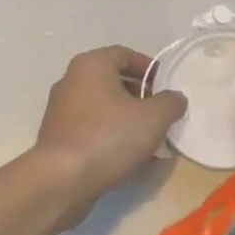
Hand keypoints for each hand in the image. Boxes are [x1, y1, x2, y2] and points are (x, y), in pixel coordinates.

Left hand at [31, 46, 186, 229]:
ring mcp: (61, 112)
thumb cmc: (109, 137)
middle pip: (114, 83)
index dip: (149, 69)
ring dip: (129, 124)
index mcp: (91, 65)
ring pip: (104, 111)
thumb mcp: (153, 118)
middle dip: (141, 99)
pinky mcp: (59, 140)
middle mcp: (71, 81)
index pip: (125, 55)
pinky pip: (93, 133)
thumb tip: (174, 98)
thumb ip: (170, 103)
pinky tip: (132, 163)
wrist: (62, 180)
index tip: (167, 87)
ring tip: (152, 145)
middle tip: (161, 117)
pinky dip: (112, 141)